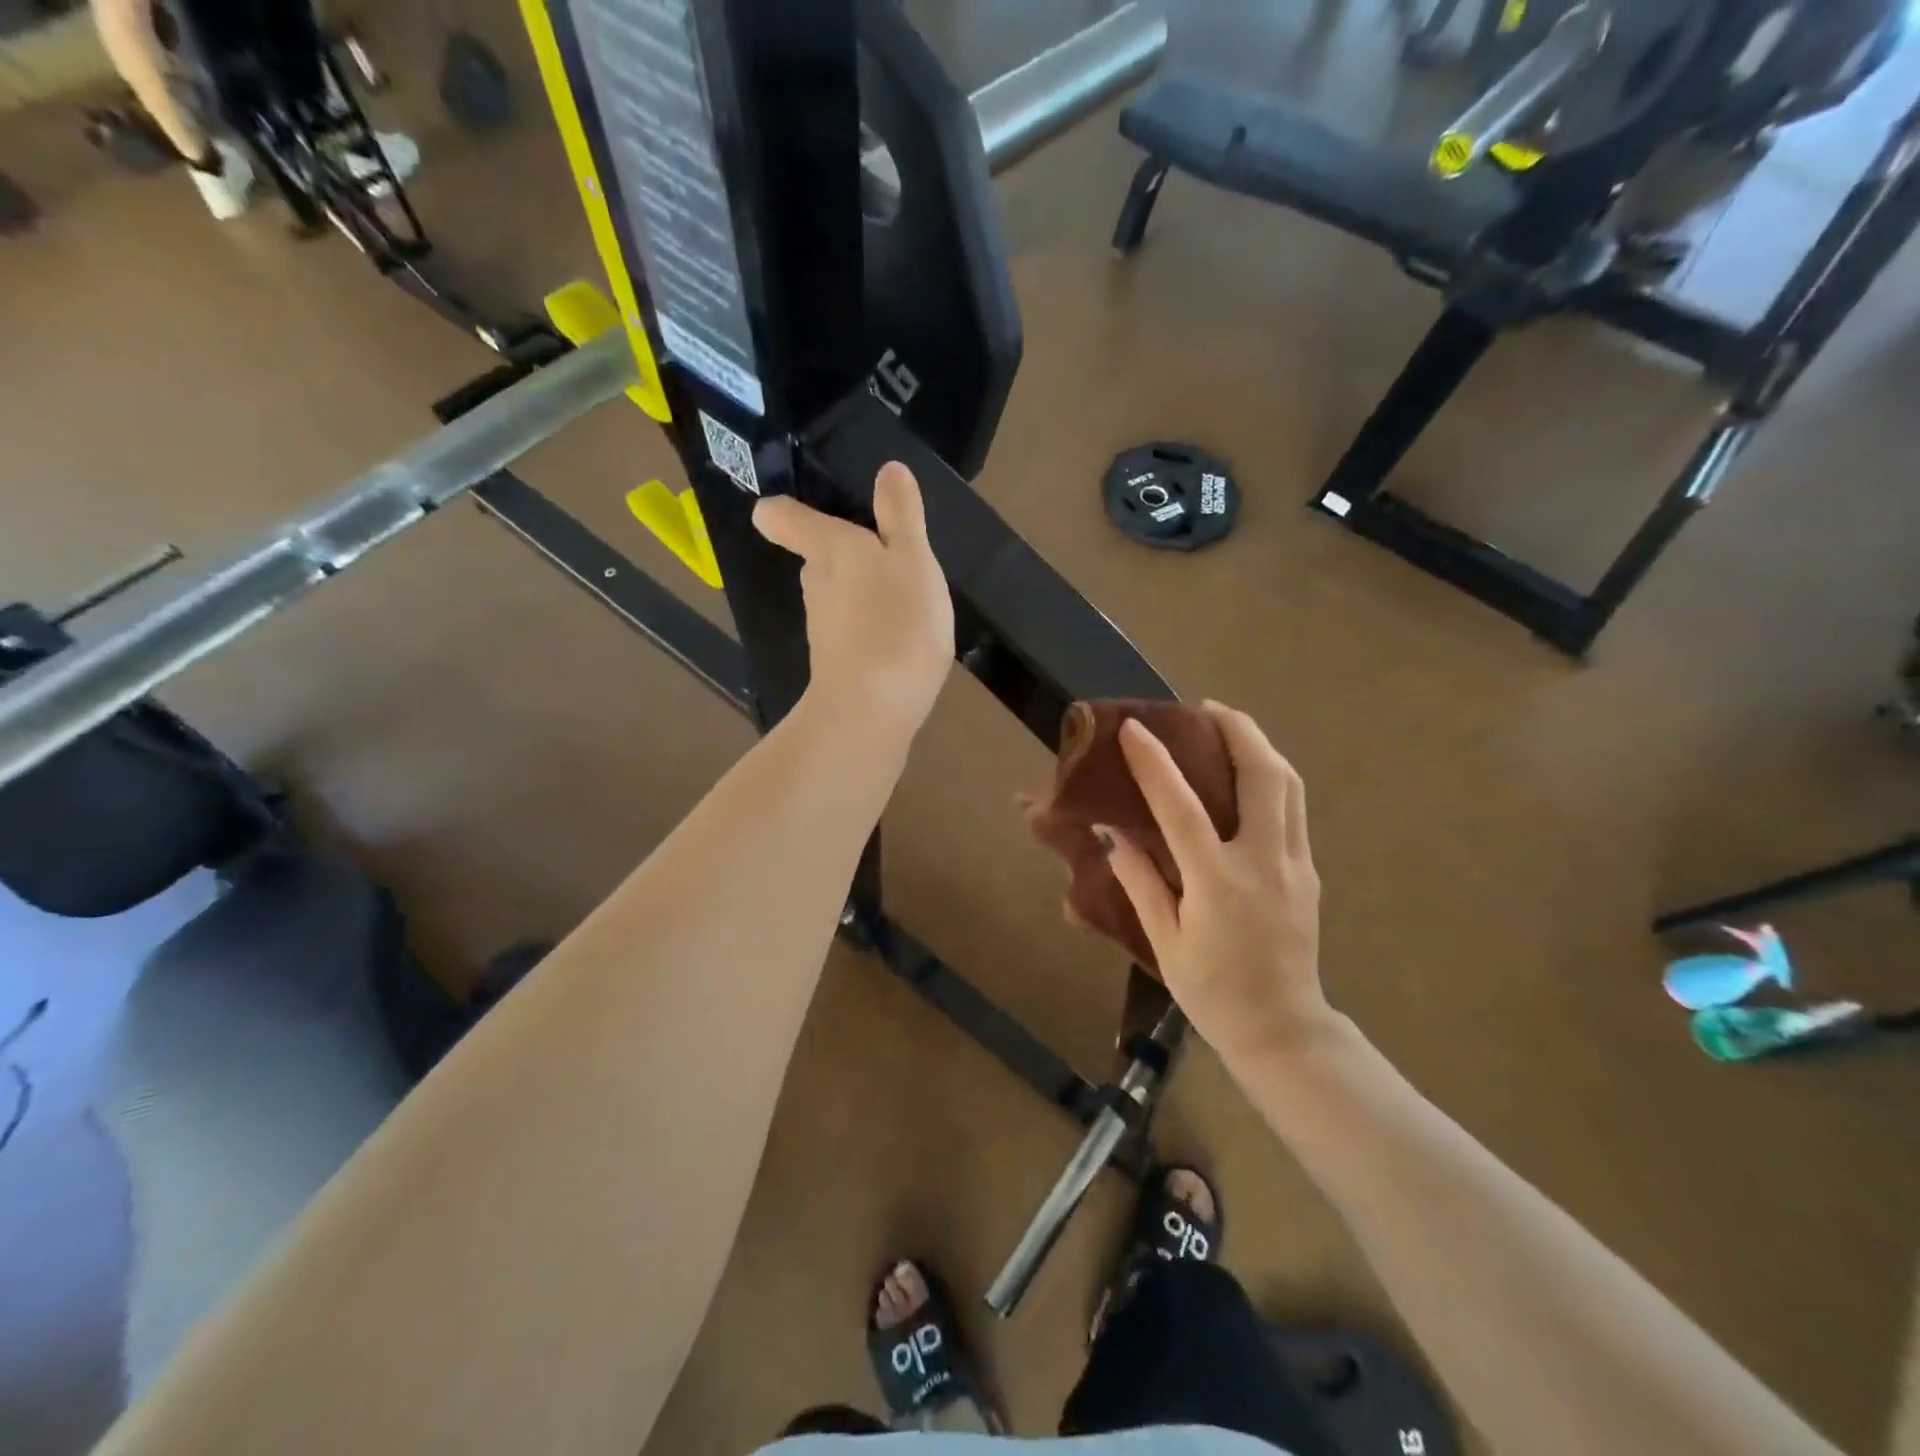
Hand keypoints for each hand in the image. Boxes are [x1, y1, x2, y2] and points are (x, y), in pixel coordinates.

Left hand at [753, 461, 953, 733]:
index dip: (784, 510)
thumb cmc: (896, 622)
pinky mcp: (837, 663)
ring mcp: (823, 628)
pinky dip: (871, 629)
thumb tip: (889, 469)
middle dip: (845, 554)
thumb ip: (901, 515)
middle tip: (885, 555)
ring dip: (863, 594)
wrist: (873, 708)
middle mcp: (816, 584)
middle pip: (818, 558)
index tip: (793, 509)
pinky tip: (900, 640)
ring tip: (903, 600)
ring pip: (838, 597)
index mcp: (829, 549)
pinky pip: (853, 632)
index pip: (784, 518)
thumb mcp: (912, 559)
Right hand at [1103, 704, 1332, 1067]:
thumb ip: (1140, 882)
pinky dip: (1272, 776)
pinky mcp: (1308, 870)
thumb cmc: (1213, 992)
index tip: (1135, 728)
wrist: (1283, 1030)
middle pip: (1263, 774)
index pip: (1182, 806)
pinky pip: (1293, 807)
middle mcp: (1263, 861)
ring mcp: (1294, 863)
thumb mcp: (1165, 942)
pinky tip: (1248, 775)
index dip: (1156, 763)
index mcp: (1218, 882)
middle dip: (1236, 729)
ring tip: (1228, 728)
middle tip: (1205, 708)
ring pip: (1288, 784)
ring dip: (1259, 746)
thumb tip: (1113, 834)